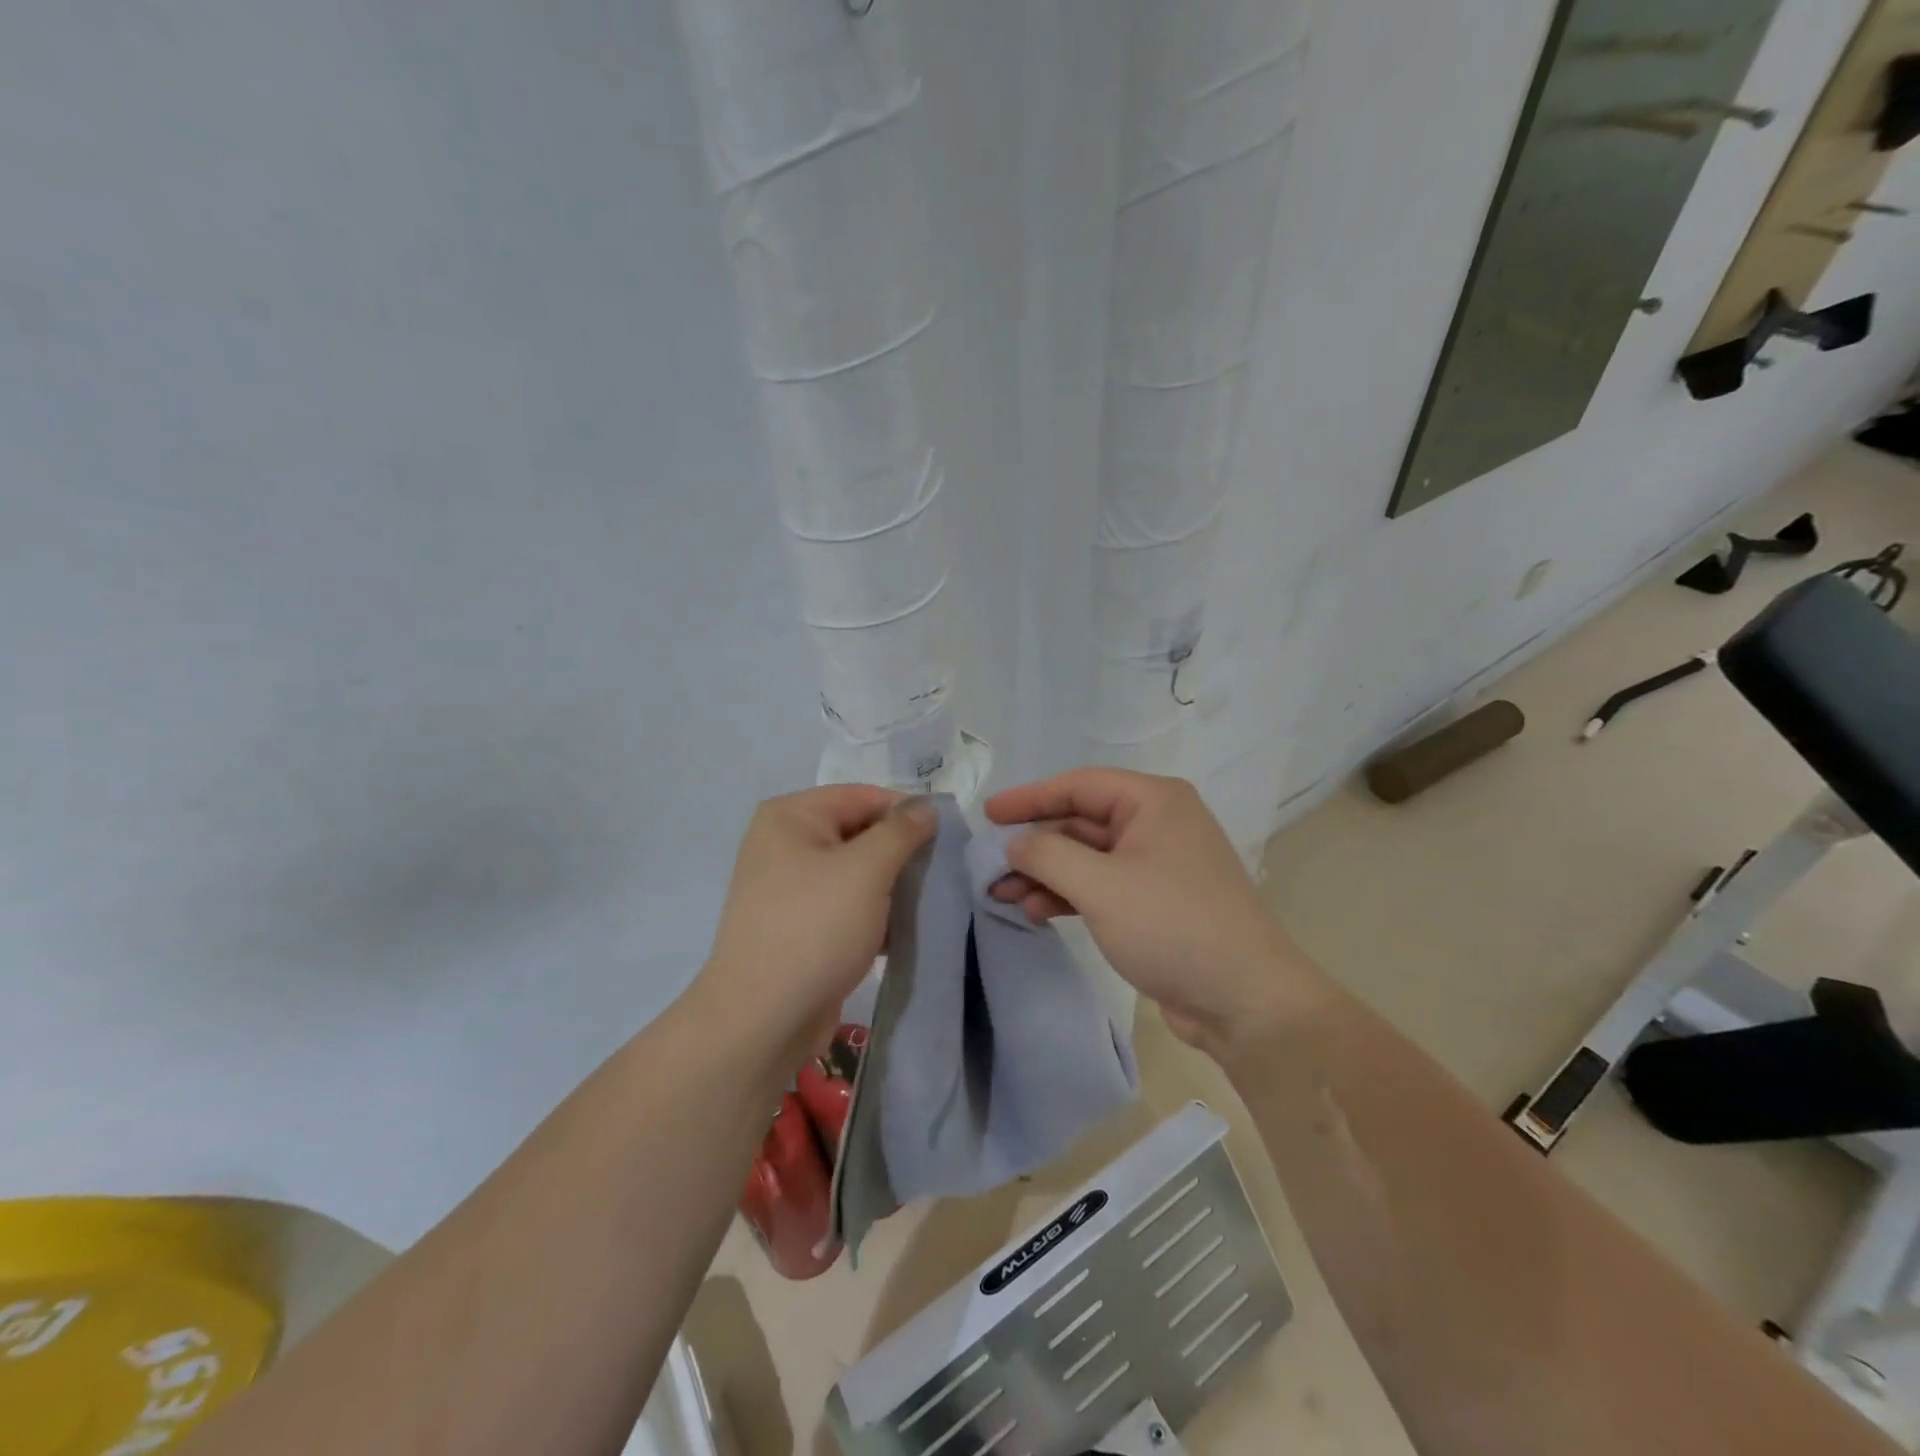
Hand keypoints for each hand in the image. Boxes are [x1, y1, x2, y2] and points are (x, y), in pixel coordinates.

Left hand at [697, 786, 935, 1067]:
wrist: (762, 1019)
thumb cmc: (815, 928)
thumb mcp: (867, 870)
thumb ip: (901, 831)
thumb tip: (926, 807)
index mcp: (792, 816)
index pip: (864, 796)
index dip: (907, 813)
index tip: (947, 839)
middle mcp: (785, 843)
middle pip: (860, 833)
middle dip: (901, 853)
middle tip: (941, 874)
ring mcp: (789, 887)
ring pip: (856, 873)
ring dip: (892, 887)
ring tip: (927, 905)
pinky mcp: (799, 926)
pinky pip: (845, 906)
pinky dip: (874, 914)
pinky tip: (902, 934)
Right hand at [985, 768, 1307, 1060]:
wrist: (1245, 1001)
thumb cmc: (1173, 926)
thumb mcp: (1101, 886)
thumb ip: (1048, 855)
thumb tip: (1015, 843)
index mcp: (1153, 802)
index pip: (1079, 785)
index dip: (1030, 798)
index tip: (988, 814)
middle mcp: (1158, 824)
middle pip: (1081, 821)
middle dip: (1035, 845)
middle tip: (990, 865)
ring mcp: (1158, 865)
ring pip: (1088, 857)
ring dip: (1046, 874)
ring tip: (1004, 896)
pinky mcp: (1156, 902)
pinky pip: (1102, 885)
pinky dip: (1069, 894)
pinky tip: (1038, 911)